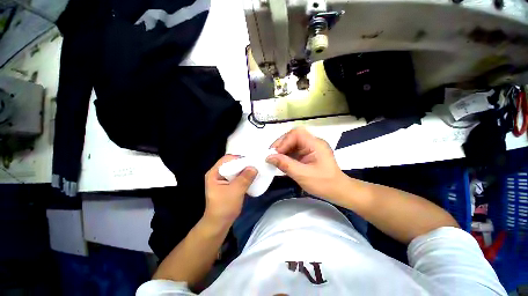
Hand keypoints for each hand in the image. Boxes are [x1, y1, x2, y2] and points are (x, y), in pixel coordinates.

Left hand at [204, 155, 257, 225]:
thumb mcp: (236, 191)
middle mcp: (217, 174)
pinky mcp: (228, 185)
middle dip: (243, 164)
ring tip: (255, 169)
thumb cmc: (224, 207)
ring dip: (245, 170)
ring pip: (235, 170)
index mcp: (214, 173)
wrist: (219, 224)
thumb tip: (254, 167)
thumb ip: (245, 178)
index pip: (227, 159)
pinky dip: (244, 176)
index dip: (239, 158)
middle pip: (231, 164)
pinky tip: (251, 177)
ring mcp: (222, 180)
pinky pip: (237, 177)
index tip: (251, 160)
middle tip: (255, 164)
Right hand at [266, 127, 345, 198]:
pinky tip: (281, 161)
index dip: (284, 142)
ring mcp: (311, 148)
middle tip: (272, 155)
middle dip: (281, 144)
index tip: (275, 154)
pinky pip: (294, 150)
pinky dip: (286, 155)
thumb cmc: (324, 184)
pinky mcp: (308, 154)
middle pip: (293, 136)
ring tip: (274, 159)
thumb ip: (285, 165)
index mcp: (315, 144)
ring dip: (282, 150)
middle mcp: (313, 143)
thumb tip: (269, 157)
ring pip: (292, 143)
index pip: (296, 134)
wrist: (338, 191)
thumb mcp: (302, 175)